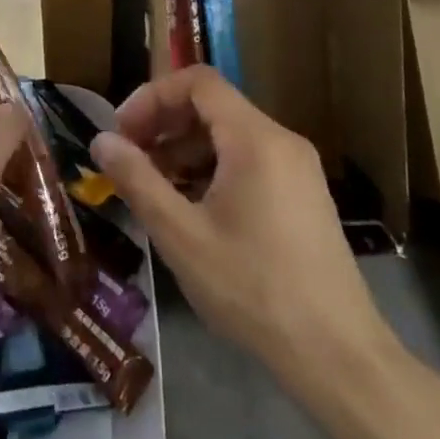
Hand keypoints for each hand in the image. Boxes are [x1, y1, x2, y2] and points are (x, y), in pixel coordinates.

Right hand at [91, 66, 395, 391]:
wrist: (338, 356)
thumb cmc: (253, 289)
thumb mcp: (182, 235)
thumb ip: (137, 180)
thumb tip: (101, 140)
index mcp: (255, 139)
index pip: (198, 82)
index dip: (153, 96)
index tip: (122, 132)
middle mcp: (281, 141)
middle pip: (213, 105)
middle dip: (165, 124)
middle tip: (130, 159)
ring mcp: (298, 168)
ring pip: (230, 135)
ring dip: (186, 149)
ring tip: (155, 188)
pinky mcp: (304, 195)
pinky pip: (249, 160)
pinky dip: (213, 169)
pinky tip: (193, 209)